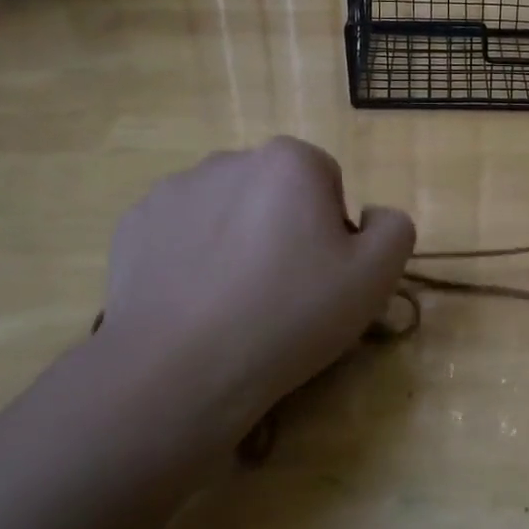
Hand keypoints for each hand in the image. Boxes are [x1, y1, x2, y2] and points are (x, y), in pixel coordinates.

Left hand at [99, 137, 414, 438]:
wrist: (180, 368)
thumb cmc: (290, 314)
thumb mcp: (375, 276)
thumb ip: (394, 228)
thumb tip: (373, 216)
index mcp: (290, 161)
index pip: (328, 183)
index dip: (333, 230)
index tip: (322, 276)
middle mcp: (229, 159)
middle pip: (275, 192)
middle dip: (283, 229)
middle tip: (283, 292)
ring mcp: (173, 190)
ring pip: (226, 211)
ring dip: (237, 240)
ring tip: (234, 302)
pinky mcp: (134, 225)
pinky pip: (181, 233)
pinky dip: (192, 257)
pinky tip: (195, 302)